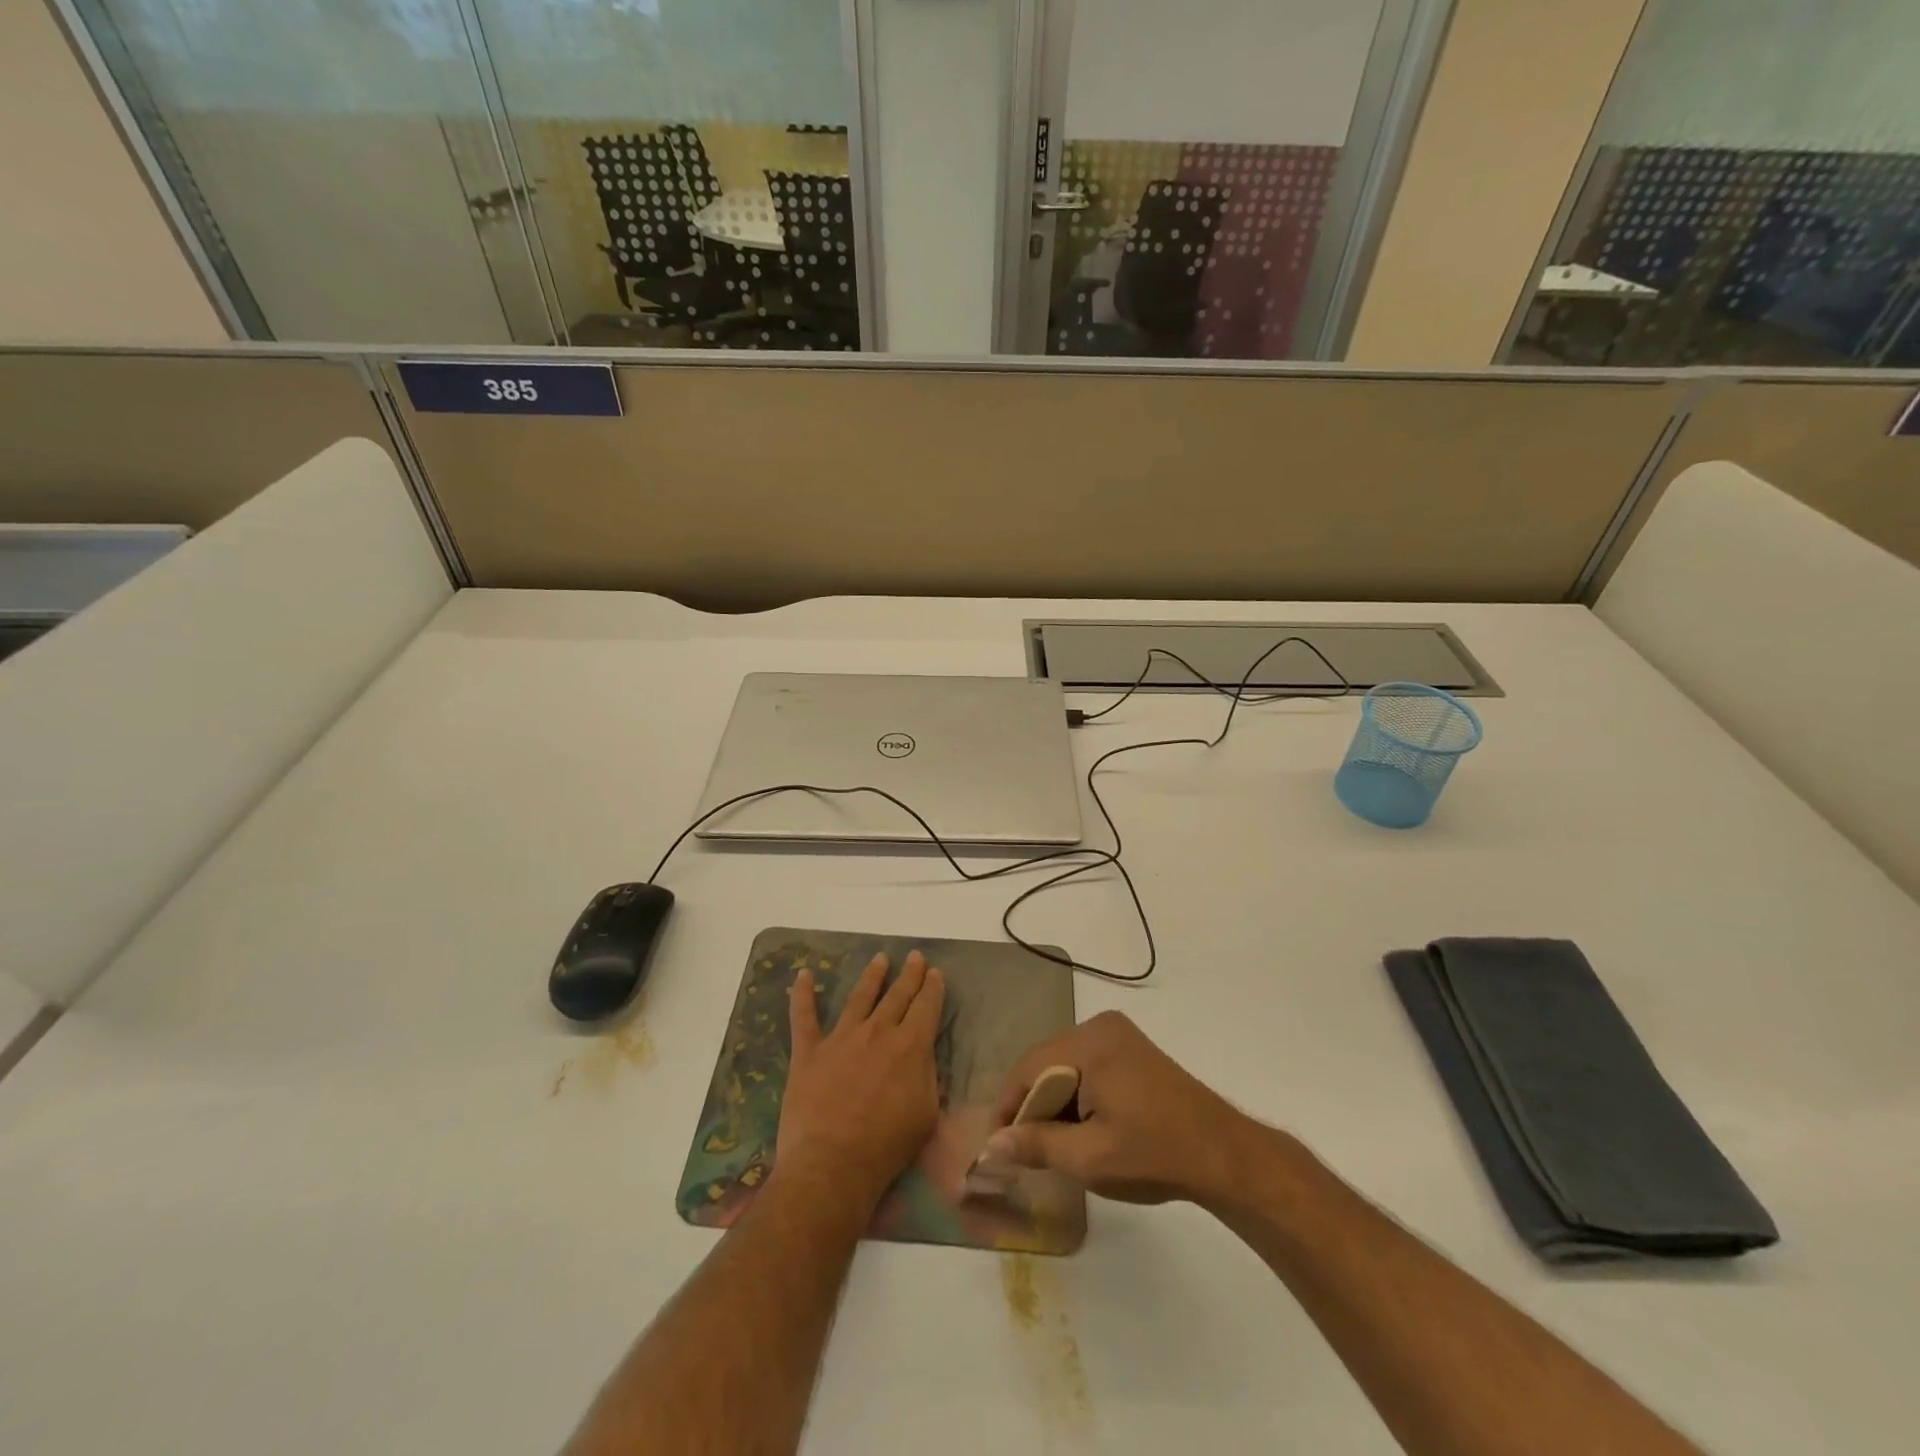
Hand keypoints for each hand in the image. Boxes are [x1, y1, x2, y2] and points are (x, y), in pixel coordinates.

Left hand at [775, 950, 944, 1210]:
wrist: (833, 1164)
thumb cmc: (887, 1147)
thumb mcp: (926, 1114)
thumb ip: (927, 1077)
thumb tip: (923, 1055)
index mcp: (910, 1046)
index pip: (926, 1007)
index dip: (933, 988)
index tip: (935, 973)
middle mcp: (877, 1032)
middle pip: (897, 996)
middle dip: (909, 974)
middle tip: (914, 956)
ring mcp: (841, 1038)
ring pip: (859, 997)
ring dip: (872, 976)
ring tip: (879, 959)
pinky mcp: (809, 1052)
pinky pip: (804, 1017)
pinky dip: (802, 995)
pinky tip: (804, 975)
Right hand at [981, 1011, 1255, 1205]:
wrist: (1224, 1156)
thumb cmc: (1154, 1154)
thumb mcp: (1089, 1158)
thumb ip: (1036, 1145)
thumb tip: (991, 1145)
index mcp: (1090, 1042)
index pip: (1029, 1069)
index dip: (1008, 1108)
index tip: (995, 1147)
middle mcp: (1100, 1027)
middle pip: (1047, 1065)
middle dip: (1032, 1107)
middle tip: (1022, 1151)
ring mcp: (1119, 1036)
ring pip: (1066, 1068)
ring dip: (1054, 1104)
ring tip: (1050, 1146)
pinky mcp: (1132, 1051)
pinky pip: (1087, 1068)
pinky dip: (1077, 1097)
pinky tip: (1080, 1130)